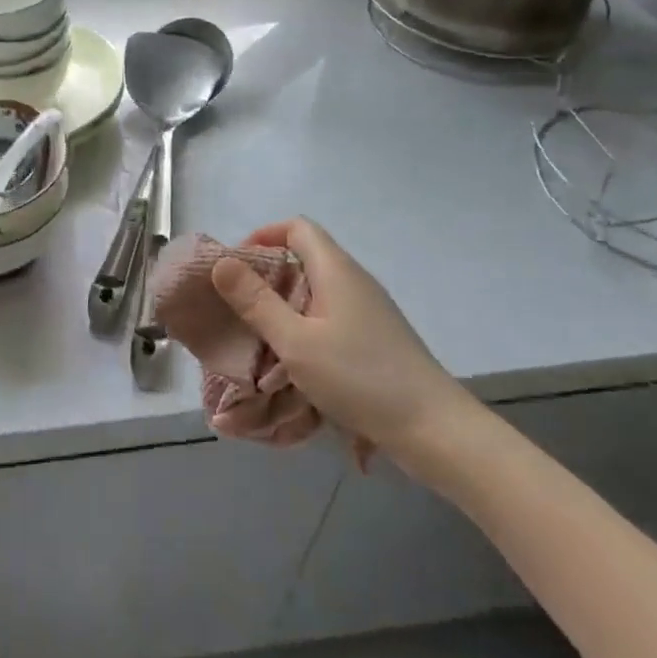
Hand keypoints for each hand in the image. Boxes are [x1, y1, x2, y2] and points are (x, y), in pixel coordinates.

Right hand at [209, 218, 484, 469]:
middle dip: (266, 276)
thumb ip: (256, 302)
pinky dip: (304, 327)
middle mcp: (354, 281)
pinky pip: (329, 318)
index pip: (297, 228)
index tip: (235, 267)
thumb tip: (222, 262)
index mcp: (336, 270)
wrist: (435, 430)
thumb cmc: (359, 378)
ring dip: (283, 306)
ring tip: (257, 336)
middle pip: (305, 258)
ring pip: (316, 292)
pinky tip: (292, 361)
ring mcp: (368, 311)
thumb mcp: (296, 341)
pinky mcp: (375, 338)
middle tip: (236, 306)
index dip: (262, 236)